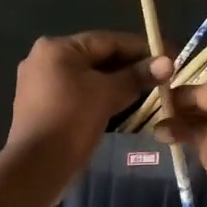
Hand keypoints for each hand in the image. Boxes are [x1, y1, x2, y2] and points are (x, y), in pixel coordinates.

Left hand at [6, 32, 170, 187]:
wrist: (37, 165)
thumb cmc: (72, 120)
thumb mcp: (108, 94)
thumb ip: (137, 76)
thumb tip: (168, 63)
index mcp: (56, 48)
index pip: (108, 41)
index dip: (142, 48)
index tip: (169, 56)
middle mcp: (43, 59)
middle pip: (96, 58)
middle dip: (130, 67)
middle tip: (161, 76)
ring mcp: (39, 84)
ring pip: (87, 78)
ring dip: (116, 84)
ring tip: (147, 92)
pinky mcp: (41, 107)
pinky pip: (77, 94)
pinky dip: (99, 97)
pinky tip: (122, 105)